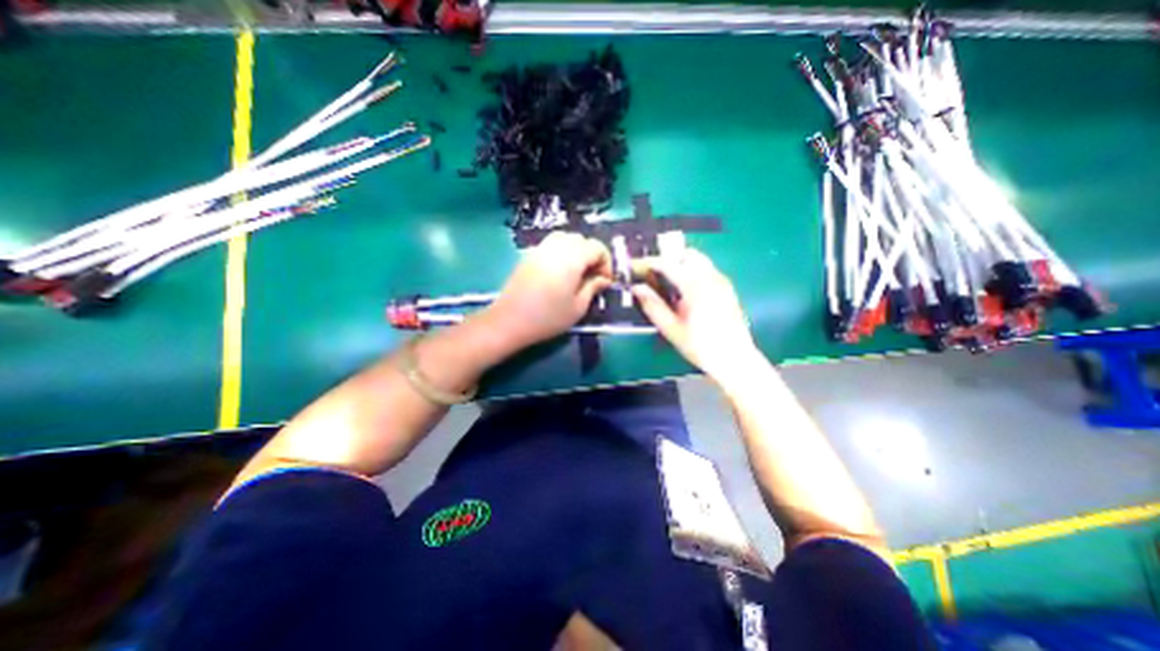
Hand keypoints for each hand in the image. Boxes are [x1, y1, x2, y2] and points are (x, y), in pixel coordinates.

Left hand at [482, 229, 615, 350]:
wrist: (510, 320)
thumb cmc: (548, 317)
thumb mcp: (578, 307)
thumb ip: (593, 288)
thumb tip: (604, 279)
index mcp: (572, 258)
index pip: (597, 248)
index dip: (606, 263)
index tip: (606, 281)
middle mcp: (557, 247)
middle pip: (582, 240)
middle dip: (592, 255)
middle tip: (593, 277)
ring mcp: (540, 249)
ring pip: (566, 238)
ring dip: (577, 251)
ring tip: (577, 272)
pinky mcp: (529, 255)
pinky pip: (551, 244)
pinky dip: (562, 251)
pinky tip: (560, 271)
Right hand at [630, 250, 756, 380]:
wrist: (734, 360)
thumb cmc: (700, 346)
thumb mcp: (671, 328)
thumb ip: (653, 305)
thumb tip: (637, 288)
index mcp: (695, 286)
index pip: (668, 264)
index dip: (648, 262)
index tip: (635, 266)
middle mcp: (711, 277)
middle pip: (687, 254)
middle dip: (668, 259)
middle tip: (652, 273)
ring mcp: (722, 282)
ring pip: (699, 260)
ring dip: (681, 264)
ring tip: (667, 283)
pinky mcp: (727, 289)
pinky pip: (707, 270)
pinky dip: (692, 272)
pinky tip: (685, 292)